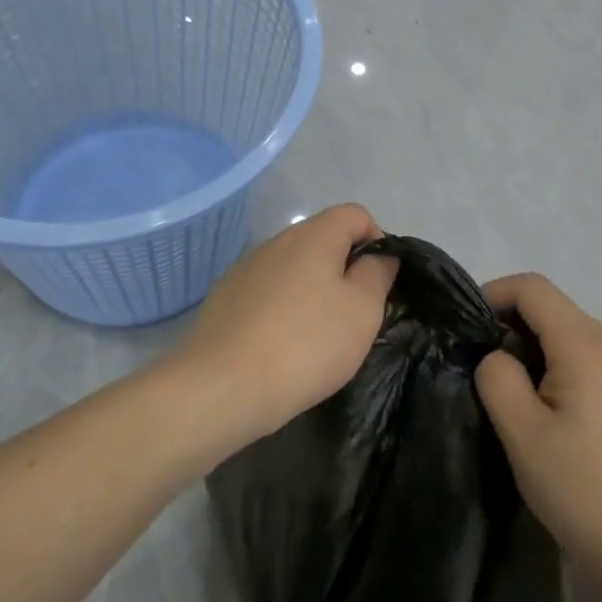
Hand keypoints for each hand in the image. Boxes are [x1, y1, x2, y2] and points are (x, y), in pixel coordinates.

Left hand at [175, 203, 397, 444]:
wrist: (222, 386)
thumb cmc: (306, 344)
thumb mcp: (362, 311)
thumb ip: (377, 274)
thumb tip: (379, 256)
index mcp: (313, 236)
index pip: (355, 214)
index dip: (377, 240)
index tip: (380, 282)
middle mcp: (276, 241)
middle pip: (322, 240)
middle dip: (343, 269)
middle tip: (353, 315)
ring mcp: (245, 268)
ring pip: (292, 267)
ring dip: (311, 290)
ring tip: (316, 336)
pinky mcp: (224, 297)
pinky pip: (266, 292)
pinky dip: (281, 309)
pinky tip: (280, 346)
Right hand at [475, 274, 601, 595]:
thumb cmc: (585, 492)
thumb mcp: (522, 435)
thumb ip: (498, 379)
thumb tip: (500, 358)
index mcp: (586, 346)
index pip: (534, 288)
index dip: (495, 293)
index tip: (469, 326)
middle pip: (559, 311)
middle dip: (517, 324)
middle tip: (488, 367)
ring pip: (582, 340)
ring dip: (545, 350)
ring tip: (524, 396)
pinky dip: (573, 372)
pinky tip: (567, 421)